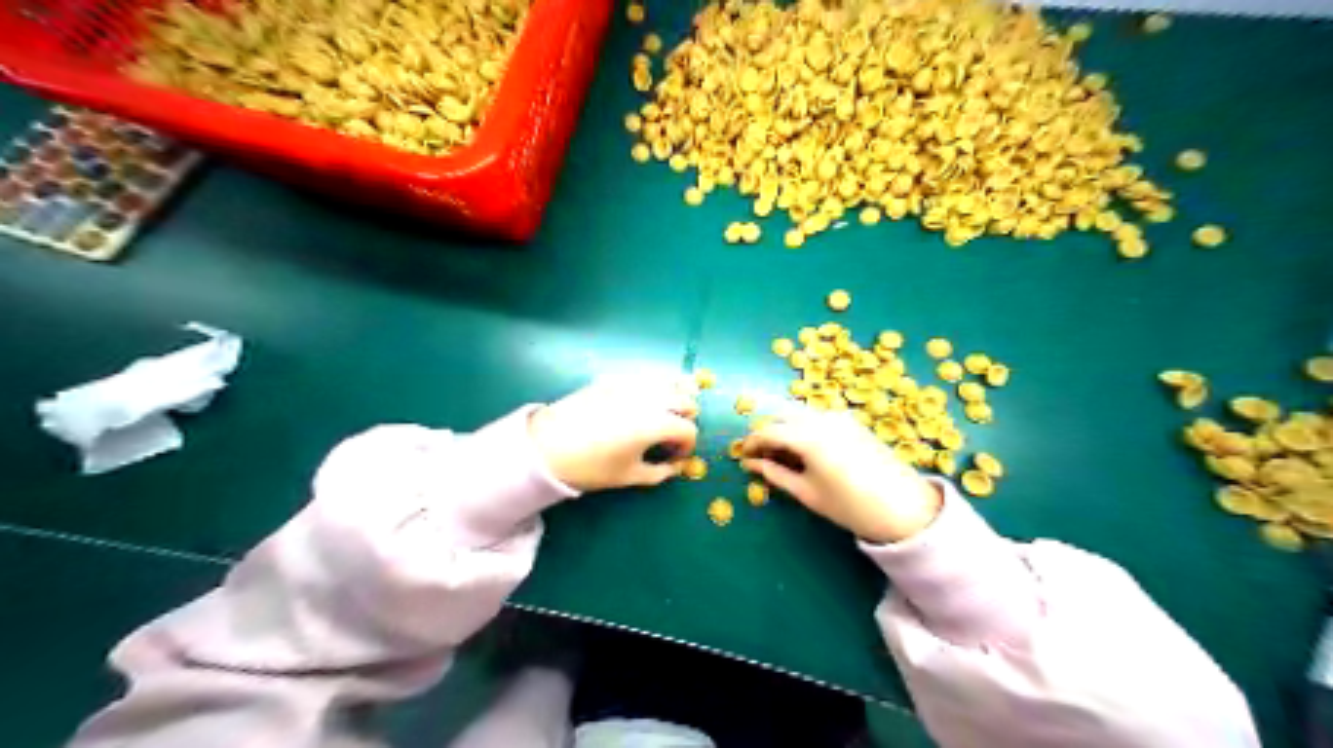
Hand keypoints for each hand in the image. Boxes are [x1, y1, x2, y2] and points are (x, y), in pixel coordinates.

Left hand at [528, 374, 699, 489]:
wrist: (546, 447)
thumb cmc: (591, 467)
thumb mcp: (629, 476)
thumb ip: (659, 472)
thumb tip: (675, 468)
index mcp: (657, 423)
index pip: (688, 430)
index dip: (687, 446)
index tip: (674, 458)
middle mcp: (650, 397)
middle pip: (685, 400)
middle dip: (685, 419)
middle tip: (670, 436)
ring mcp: (632, 384)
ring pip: (668, 382)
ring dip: (673, 398)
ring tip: (661, 415)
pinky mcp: (613, 379)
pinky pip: (644, 378)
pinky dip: (652, 389)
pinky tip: (639, 405)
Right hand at [741, 409, 945, 542]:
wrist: (903, 507)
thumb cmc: (849, 506)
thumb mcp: (807, 493)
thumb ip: (775, 474)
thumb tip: (751, 464)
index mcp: (808, 436)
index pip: (768, 431)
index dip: (751, 442)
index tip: (743, 456)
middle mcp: (821, 418)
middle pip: (782, 414)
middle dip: (767, 430)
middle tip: (760, 454)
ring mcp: (838, 416)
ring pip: (799, 412)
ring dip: (784, 426)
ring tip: (781, 454)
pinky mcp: (851, 420)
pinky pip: (817, 416)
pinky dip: (802, 426)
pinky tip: (804, 449)